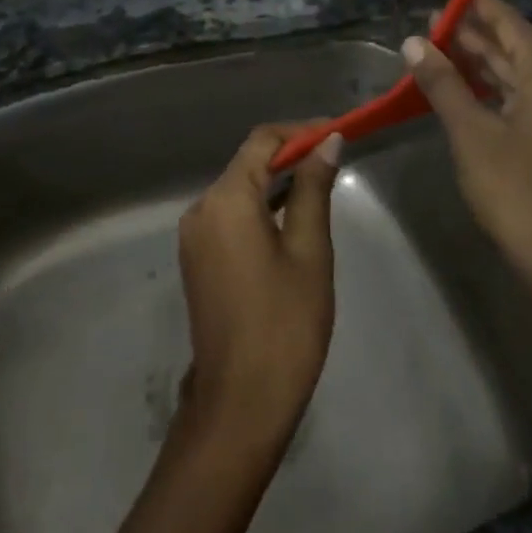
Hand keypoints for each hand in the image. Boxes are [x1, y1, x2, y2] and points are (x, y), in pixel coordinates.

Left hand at [177, 125, 340, 457]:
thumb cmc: (285, 323)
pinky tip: (289, 218)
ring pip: (237, 190)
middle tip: (334, 158)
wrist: (239, 402)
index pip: (262, 141)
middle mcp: (201, 207)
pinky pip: (229, 216)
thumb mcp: (309, 251)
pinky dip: (258, 208)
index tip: (337, 132)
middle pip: (247, 163)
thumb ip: (313, 189)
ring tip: (319, 184)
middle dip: (289, 155)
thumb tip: (327, 142)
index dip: (299, 131)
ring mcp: (194, 235)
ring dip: (275, 182)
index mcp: (226, 199)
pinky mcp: (196, 258)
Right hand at [402, 0, 531, 299]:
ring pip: (516, 77)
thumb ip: (443, 83)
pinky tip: (462, 88)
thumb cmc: (516, 189)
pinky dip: (490, 90)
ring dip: (480, 63)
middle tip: (431, 22)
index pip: (513, 26)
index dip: (482, 6)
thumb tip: (413, 42)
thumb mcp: (471, 132)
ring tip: (439, 47)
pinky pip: (520, 100)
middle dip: (475, 35)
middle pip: (516, 49)